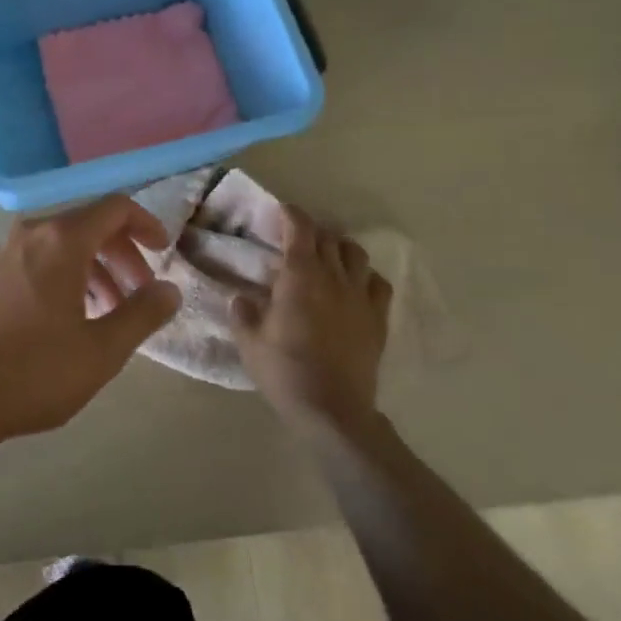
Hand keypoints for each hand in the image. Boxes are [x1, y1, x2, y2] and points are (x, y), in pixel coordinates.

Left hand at [0, 195, 180, 452]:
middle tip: (141, 294)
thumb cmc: (33, 371)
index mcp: (61, 240)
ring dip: (95, 269)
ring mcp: (5, 252)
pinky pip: (39, 260)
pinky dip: (66, 276)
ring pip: (63, 245)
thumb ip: (142, 314)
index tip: (163, 251)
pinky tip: (72, 318)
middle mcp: (31, 233)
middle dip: (122, 254)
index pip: (114, 208)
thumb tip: (170, 289)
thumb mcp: (101, 350)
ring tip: (110, 313)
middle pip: (89, 225)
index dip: (146, 224)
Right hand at [229, 205, 390, 432]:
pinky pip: (378, 283)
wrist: (332, 409)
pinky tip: (355, 286)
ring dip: (340, 248)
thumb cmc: (284, 371)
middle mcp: (333, 277)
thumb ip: (243, 313)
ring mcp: (360, 296)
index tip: (281, 211)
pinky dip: (365, 276)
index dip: (291, 214)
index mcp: (299, 276)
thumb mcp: (249, 342)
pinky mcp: (378, 318)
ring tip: (327, 258)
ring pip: (356, 254)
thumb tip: (242, 298)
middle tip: (296, 239)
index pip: (300, 229)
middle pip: (328, 237)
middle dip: (311, 231)